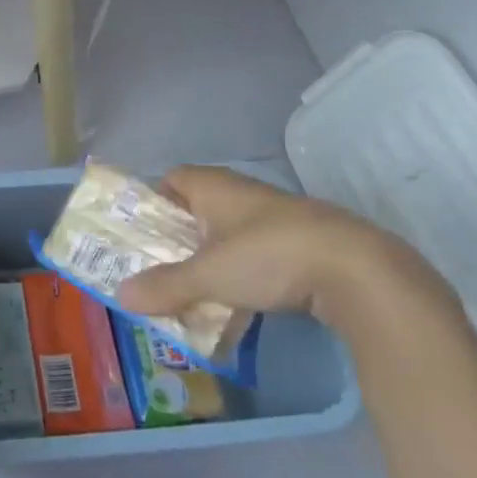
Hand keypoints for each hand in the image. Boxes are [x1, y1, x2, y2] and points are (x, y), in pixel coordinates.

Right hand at [114, 166, 446, 332]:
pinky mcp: (302, 240)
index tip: (143, 232)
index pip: (173, 178)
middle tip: (161, 267)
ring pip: (230, 231)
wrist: (355, 269)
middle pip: (199, 207)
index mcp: (214, 187)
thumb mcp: (208, 275)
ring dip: (212, 256)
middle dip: (180, 236)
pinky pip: (258, 250)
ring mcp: (275, 215)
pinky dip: (244, 269)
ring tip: (197, 290)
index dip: (154, 200)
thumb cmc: (268, 256)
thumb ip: (166, 285)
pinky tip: (243, 299)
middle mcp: (242, 192)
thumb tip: (121, 295)